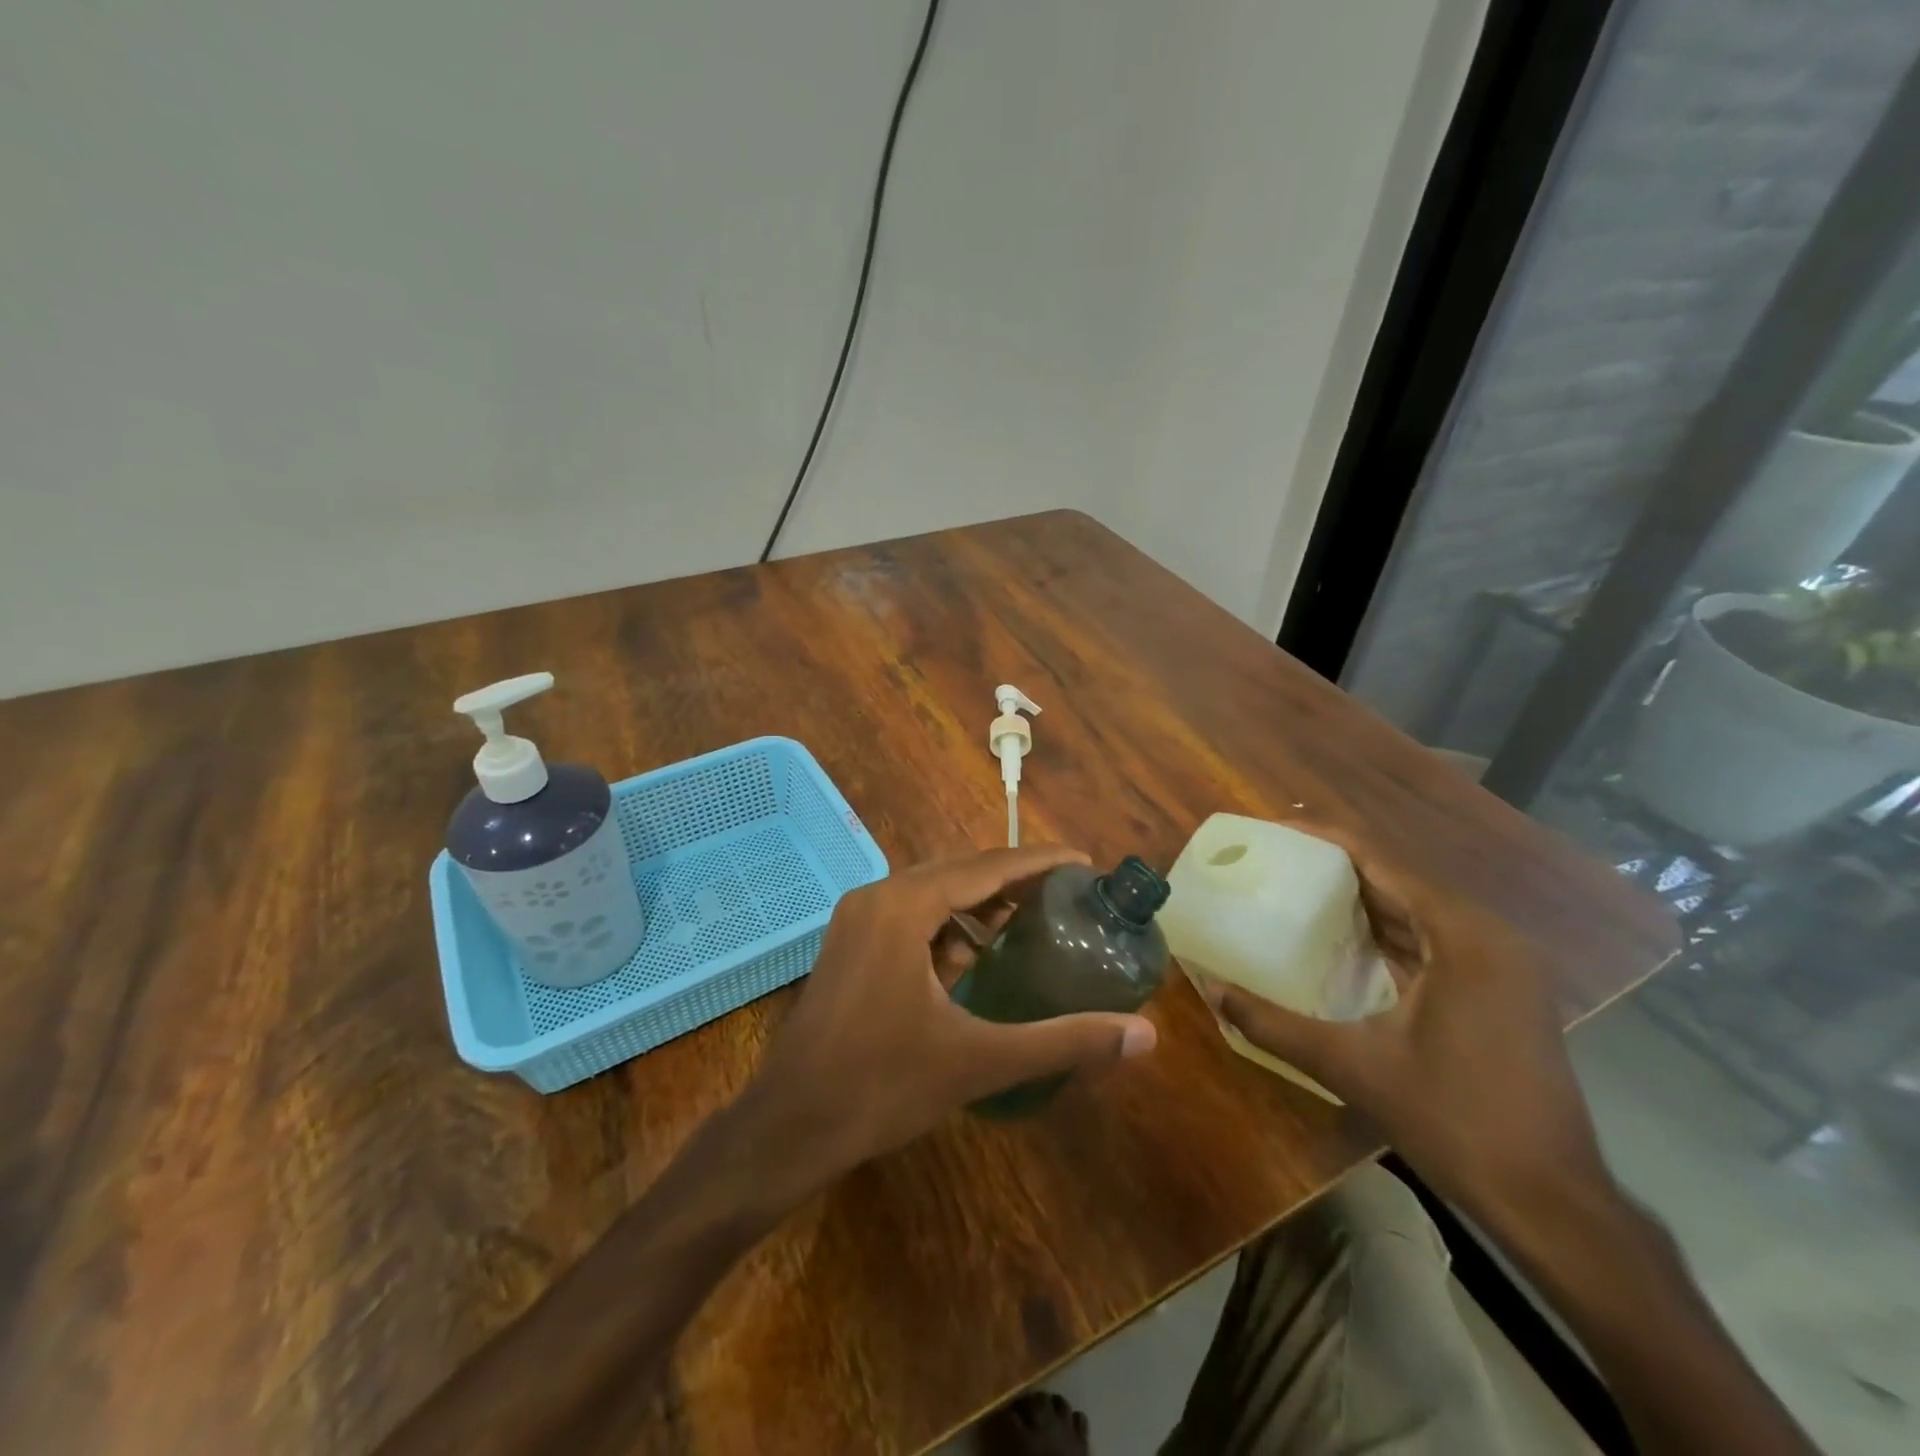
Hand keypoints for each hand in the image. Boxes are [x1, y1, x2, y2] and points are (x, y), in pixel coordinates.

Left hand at [752, 845, 1157, 1174]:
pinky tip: (975, 956)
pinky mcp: (849, 944)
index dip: (1040, 861)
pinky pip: (910, 917)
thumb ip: (1064, 1041)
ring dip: (980, 904)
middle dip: (1014, 880)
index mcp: (905, 905)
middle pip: (960, 872)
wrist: (789, 1126)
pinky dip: (947, 926)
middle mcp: (878, 896)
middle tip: (1067, 895)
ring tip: (1031, 921)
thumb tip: (1144, 1036)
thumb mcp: (979, 1060)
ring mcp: (857, 918)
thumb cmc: (881, 1086)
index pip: (988, 866)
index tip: (1084, 863)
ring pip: (933, 894)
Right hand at [1204, 828, 1612, 1231]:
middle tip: (1274, 859)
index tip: (1274, 829)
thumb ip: (1275, 1024)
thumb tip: (1211, 990)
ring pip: (1418, 907)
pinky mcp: (1502, 988)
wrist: (1551, 1201)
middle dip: (1336, 864)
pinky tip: (1343, 940)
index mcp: (1462, 936)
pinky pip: (1433, 937)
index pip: (1383, 860)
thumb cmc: (1455, 1122)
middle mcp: (1488, 934)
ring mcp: (1502, 963)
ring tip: (1297, 888)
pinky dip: (1387, 929)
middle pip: (1400, 877)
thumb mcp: (1354, 1067)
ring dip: (1361, 896)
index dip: (1325, 838)